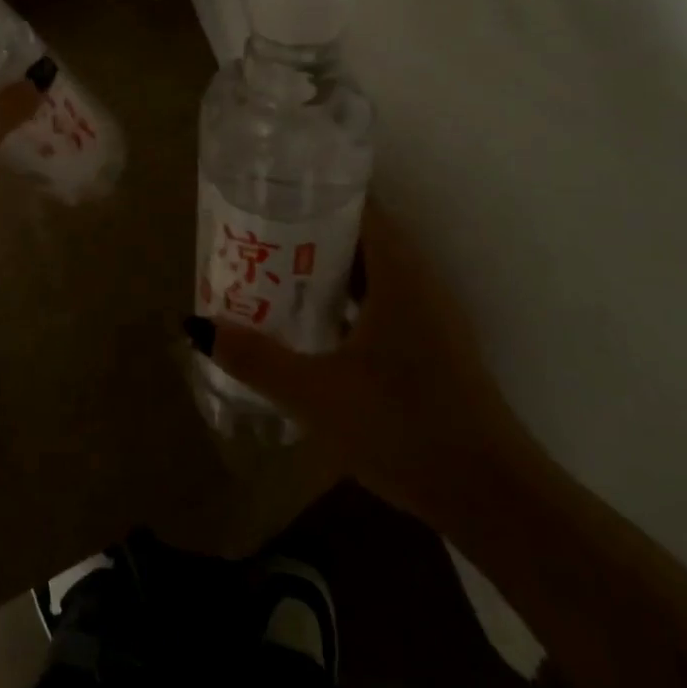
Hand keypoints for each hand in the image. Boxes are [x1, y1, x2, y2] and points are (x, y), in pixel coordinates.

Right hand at [201, 204, 534, 523]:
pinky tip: (312, 319)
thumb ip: (255, 358)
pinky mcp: (432, 343)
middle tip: (254, 230)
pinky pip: (381, 297)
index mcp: (398, 271)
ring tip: (272, 268)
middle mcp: (418, 279)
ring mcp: (430, 312)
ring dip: (325, 264)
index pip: (357, 203)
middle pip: (359, 232)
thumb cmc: (404, 428)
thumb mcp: (316, 394)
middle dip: (306, 228)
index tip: (267, 189)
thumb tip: (194, 325)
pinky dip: (345, 296)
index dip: (313, 190)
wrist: (493, 498)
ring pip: (370, 268)